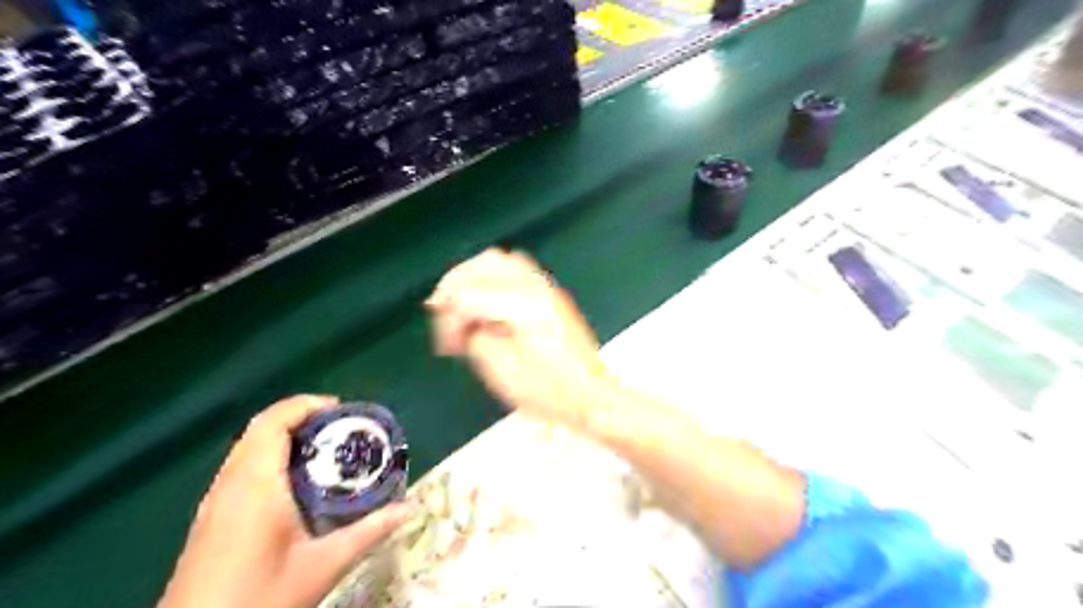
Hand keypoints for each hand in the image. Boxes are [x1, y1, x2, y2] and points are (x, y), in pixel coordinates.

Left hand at [158, 394, 411, 607]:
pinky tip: (296, 484)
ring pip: (248, 448)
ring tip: (324, 450)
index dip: (306, 405)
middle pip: (260, 428)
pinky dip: (270, 457)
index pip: (274, 422)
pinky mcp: (210, 519)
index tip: (341, 410)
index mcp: (255, 484)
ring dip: (284, 437)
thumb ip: (369, 532)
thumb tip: (409, 508)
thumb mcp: (323, 566)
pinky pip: (241, 468)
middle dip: (301, 418)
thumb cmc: (258, 600)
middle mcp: (230, 484)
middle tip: (339, 428)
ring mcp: (215, 501)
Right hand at [424, 248, 607, 430]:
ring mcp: (547, 288)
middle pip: (484, 264)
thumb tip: (461, 322)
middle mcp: (536, 287)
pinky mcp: (551, 295)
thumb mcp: (501, 371)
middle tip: (441, 312)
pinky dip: (492, 279)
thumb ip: (474, 338)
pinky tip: (485, 302)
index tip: (447, 347)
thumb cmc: (550, 391)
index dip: (450, 319)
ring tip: (460, 304)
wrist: (591, 396)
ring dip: (474, 278)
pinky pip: (515, 270)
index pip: (470, 294)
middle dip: (455, 285)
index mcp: (523, 306)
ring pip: (500, 261)